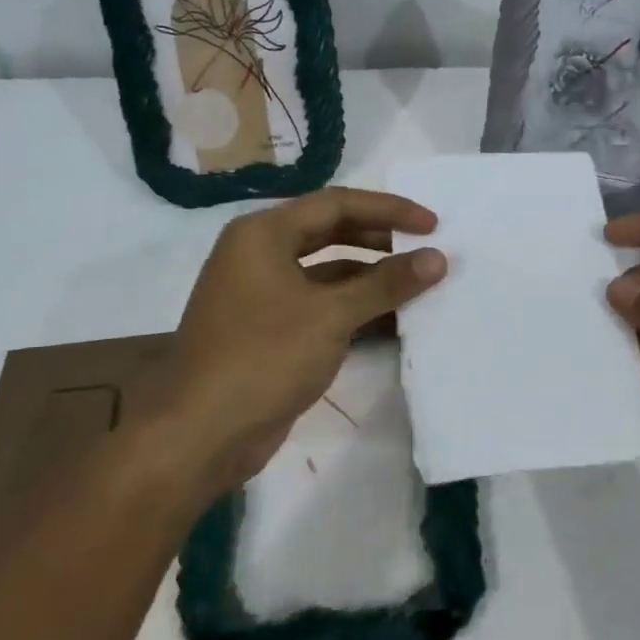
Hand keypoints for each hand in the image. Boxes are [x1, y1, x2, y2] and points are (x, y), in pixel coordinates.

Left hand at [155, 188, 446, 501]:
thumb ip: (387, 283)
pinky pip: (320, 305)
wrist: (201, 434)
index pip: (337, 204)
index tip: (432, 224)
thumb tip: (437, 257)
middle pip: (331, 232)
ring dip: (371, 278)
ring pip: (327, 272)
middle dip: (381, 240)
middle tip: (425, 250)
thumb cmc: (263, 358)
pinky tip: (393, 321)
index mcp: (263, 234)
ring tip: (418, 285)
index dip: (389, 210)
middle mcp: (259, 254)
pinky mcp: (269, 331)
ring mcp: (262, 294)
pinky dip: (354, 308)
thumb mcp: (331, 315)